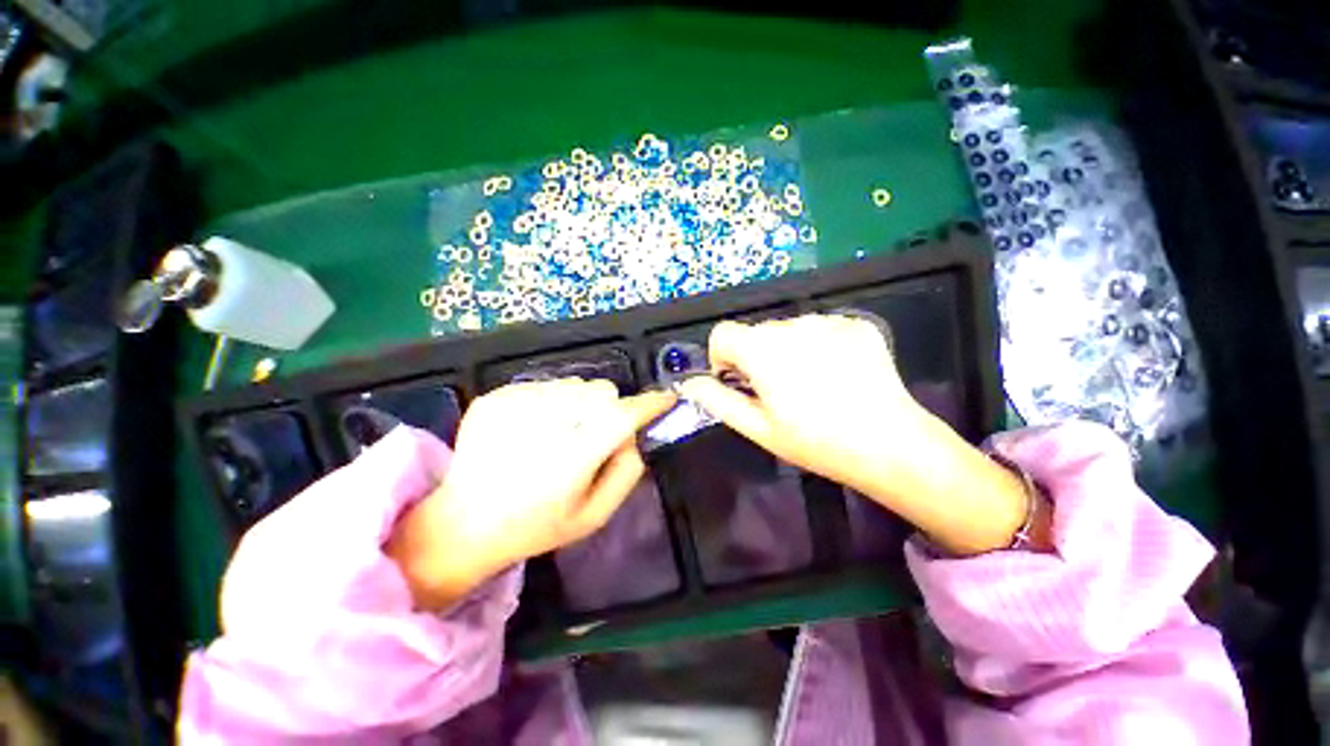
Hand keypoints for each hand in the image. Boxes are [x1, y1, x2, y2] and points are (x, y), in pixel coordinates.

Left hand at [387, 380, 675, 609]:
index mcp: (571, 460)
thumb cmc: (536, 526)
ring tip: (561, 432)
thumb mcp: (594, 515)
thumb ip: (627, 473)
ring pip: (574, 384)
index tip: (666, 398)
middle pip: (601, 391)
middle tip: (595, 434)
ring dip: (580, 404)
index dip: (649, 403)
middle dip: (609, 408)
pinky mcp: (495, 397)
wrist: (463, 522)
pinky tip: (533, 430)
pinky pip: (544, 385)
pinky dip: (550, 403)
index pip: (621, 416)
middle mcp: (544, 426)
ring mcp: (514, 406)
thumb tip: (635, 434)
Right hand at [679, 315, 1045, 555]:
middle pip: (756, 332)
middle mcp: (792, 323)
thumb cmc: (815, 441)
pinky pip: (820, 328)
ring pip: (788, 329)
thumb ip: (717, 400)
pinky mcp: (855, 323)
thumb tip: (689, 383)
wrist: (891, 445)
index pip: (722, 333)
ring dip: (787, 351)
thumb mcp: (758, 427)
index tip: (740, 383)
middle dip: (756, 357)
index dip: (723, 358)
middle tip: (779, 392)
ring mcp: (827, 320)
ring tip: (811, 385)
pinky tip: (836, 375)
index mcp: (762, 348)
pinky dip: (817, 346)